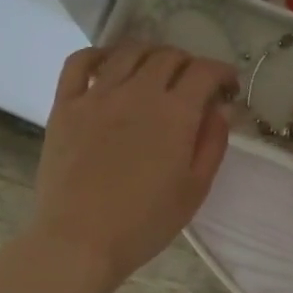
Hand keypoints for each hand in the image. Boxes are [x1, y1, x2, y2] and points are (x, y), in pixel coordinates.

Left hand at [30, 42, 236, 286]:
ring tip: (156, 73)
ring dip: (151, 55)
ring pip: (129, 52)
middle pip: (169, 56)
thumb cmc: (145, 222)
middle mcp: (137, 92)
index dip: (222, 73)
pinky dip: (99, 54)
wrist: (80, 240)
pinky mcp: (65, 105)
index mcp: (175, 113)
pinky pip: (80, 62)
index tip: (227, 87)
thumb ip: (213, 143)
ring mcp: (97, 95)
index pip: (204, 71)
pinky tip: (110, 65)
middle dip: (189, 64)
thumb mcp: (195, 188)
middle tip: (193, 86)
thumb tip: (220, 108)